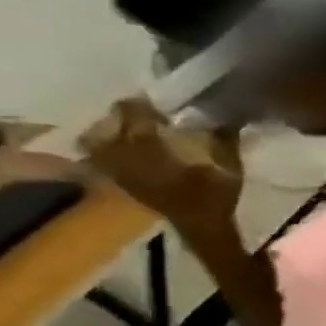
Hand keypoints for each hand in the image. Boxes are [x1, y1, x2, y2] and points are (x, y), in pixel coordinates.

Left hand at [79, 98, 242, 230]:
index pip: (135, 118)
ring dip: (108, 131)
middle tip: (139, 110)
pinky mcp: (119, 181)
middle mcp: (127, 158)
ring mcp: (118, 171)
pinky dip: (104, 149)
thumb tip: (226, 116)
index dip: (142, 105)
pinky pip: (98, 158)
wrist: (202, 228)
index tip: (153, 97)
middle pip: (108, 127)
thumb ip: (224, 140)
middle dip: (121, 116)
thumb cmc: (217, 197)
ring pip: (95, 142)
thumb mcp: (230, 168)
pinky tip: (121, 147)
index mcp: (153, 152)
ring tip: (127, 127)